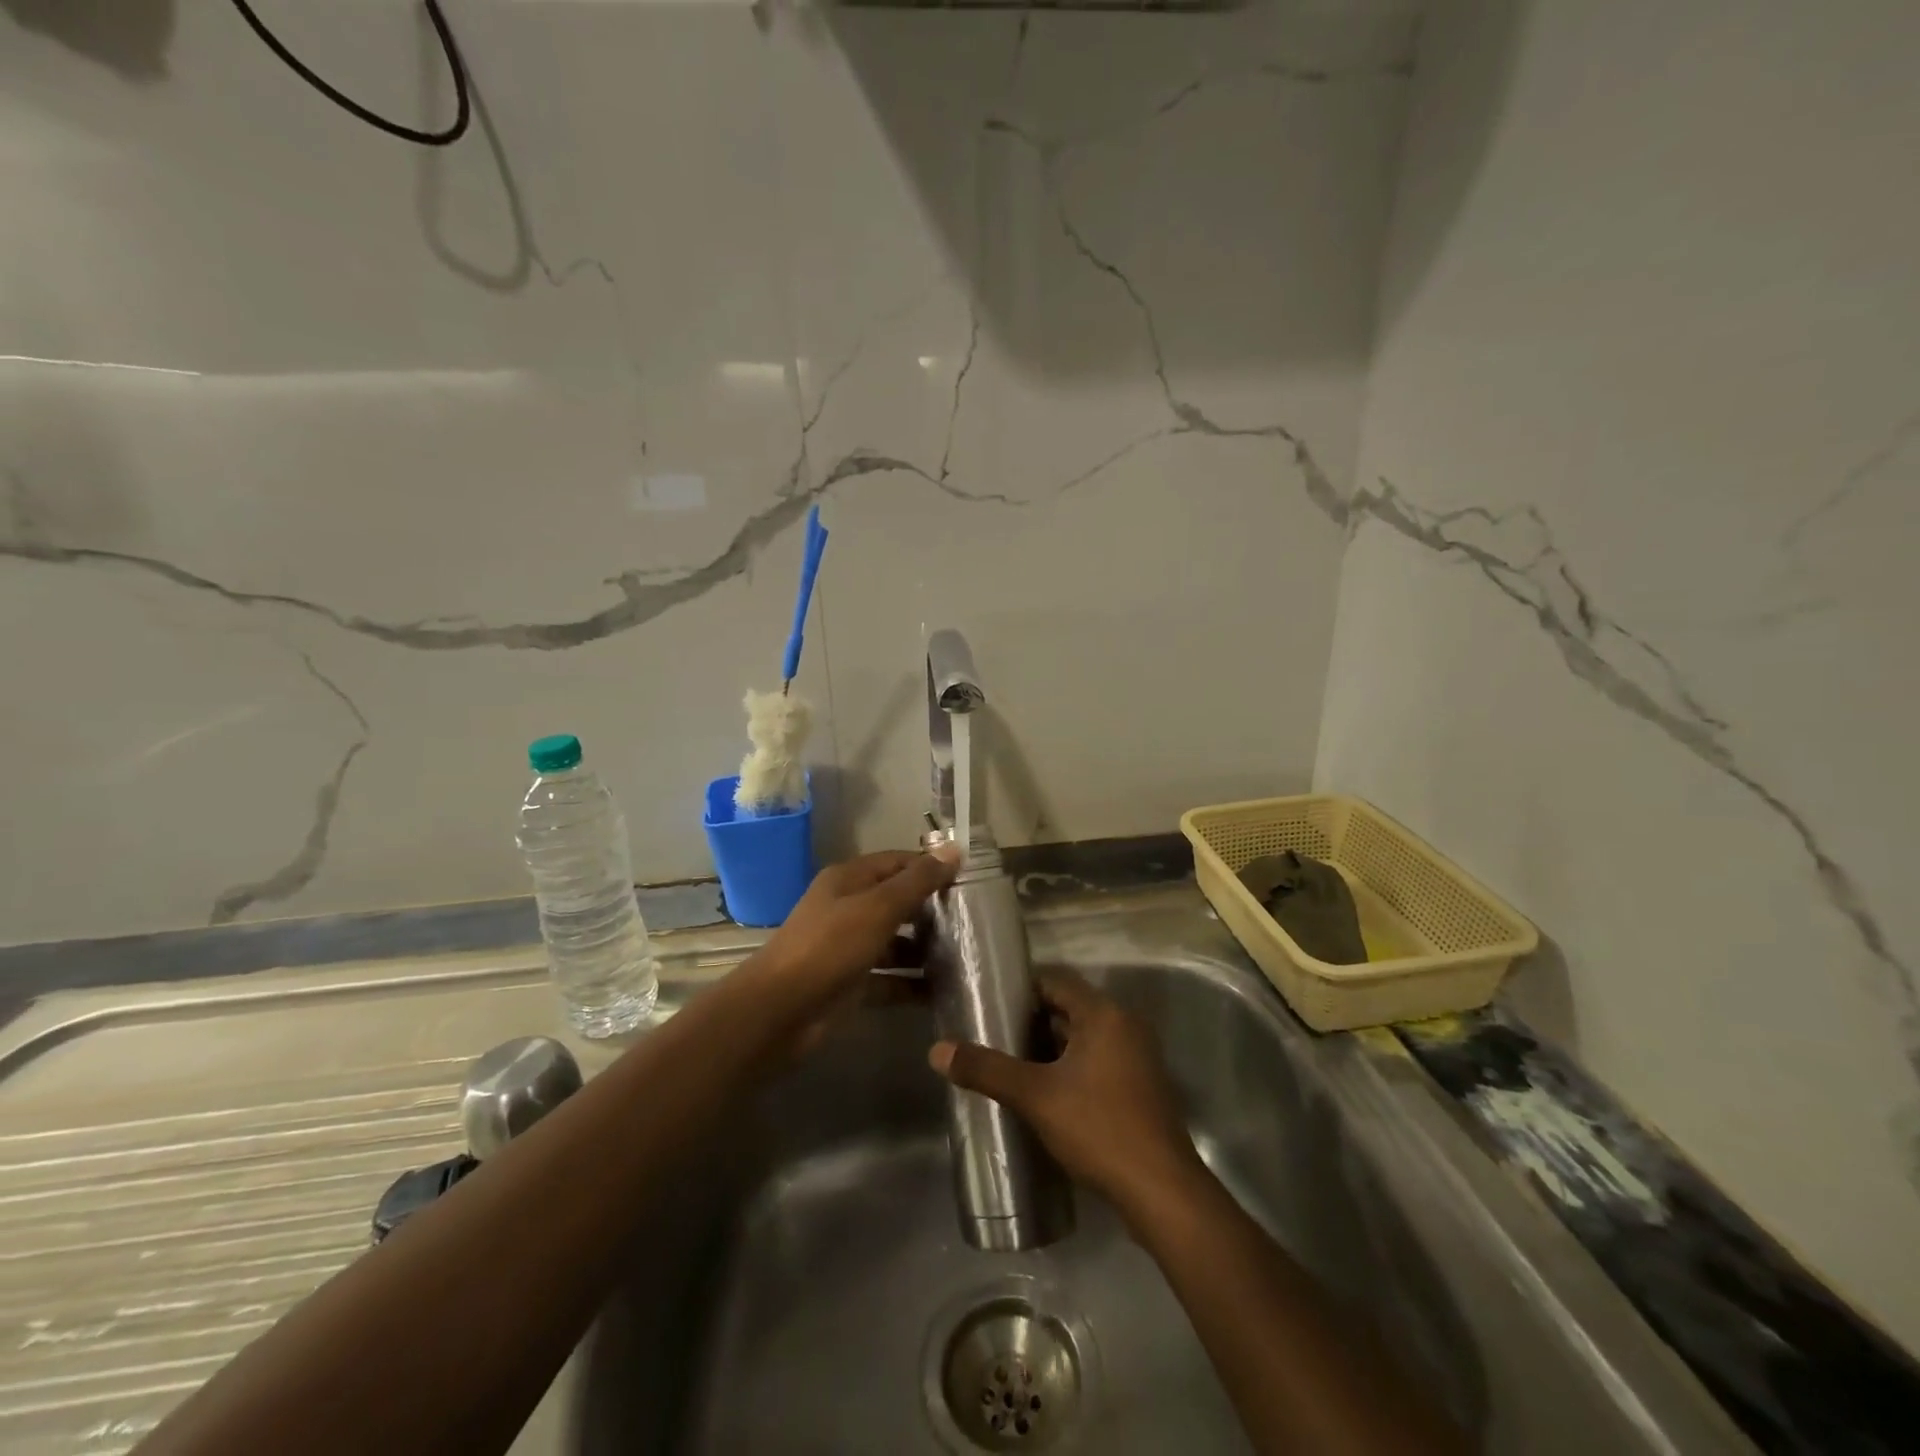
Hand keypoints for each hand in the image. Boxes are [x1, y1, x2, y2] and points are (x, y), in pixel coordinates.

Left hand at [755, 847, 959, 1002]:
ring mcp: (848, 947)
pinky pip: (889, 980)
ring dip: (925, 950)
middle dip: (932, 910)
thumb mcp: (878, 908)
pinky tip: (943, 991)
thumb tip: (954, 850)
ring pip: (895, 943)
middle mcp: (848, 908)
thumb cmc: (830, 947)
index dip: (930, 867)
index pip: (898, 862)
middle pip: (897, 902)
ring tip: (965, 957)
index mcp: (849, 880)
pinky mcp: (851, 984)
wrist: (779, 1011)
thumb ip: (917, 881)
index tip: (968, 880)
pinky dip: (912, 984)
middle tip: (973, 921)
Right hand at [928, 969, 1202, 1214]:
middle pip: (1070, 1009)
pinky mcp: (1141, 1087)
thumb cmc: (1099, 1128)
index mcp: (1104, 1014)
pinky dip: (1071, 1067)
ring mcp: (1138, 1057)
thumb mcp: (1035, 1096)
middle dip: (1032, 1022)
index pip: (1056, 982)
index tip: (989, 1003)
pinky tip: (1046, 1092)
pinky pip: (1099, 1061)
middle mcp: (1125, 1025)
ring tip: (1011, 1063)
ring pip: (1084, 1038)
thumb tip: (937, 1050)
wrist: (1161, 1191)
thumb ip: (987, 1070)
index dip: (1021, 989)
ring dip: (1051, 1047)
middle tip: (993, 1035)